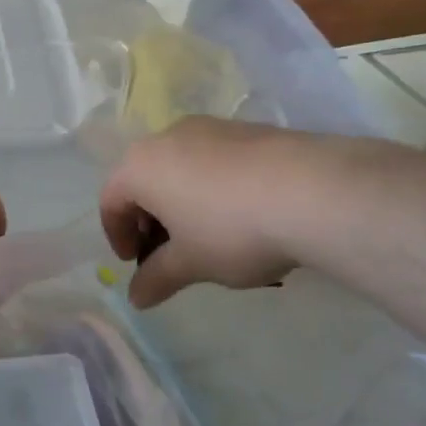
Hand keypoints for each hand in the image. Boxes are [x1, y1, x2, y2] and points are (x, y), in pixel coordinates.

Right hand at [99, 117, 296, 307]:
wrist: (315, 191)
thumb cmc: (232, 230)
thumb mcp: (191, 264)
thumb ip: (157, 278)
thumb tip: (136, 298)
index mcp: (140, 167)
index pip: (110, 201)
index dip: (118, 237)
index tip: (137, 264)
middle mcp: (167, 137)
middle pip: (143, 180)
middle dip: (149, 219)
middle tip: (168, 252)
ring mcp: (209, 128)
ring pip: (179, 167)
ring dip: (181, 201)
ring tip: (207, 235)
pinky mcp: (247, 129)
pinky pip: (213, 160)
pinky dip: (211, 187)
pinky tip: (241, 214)